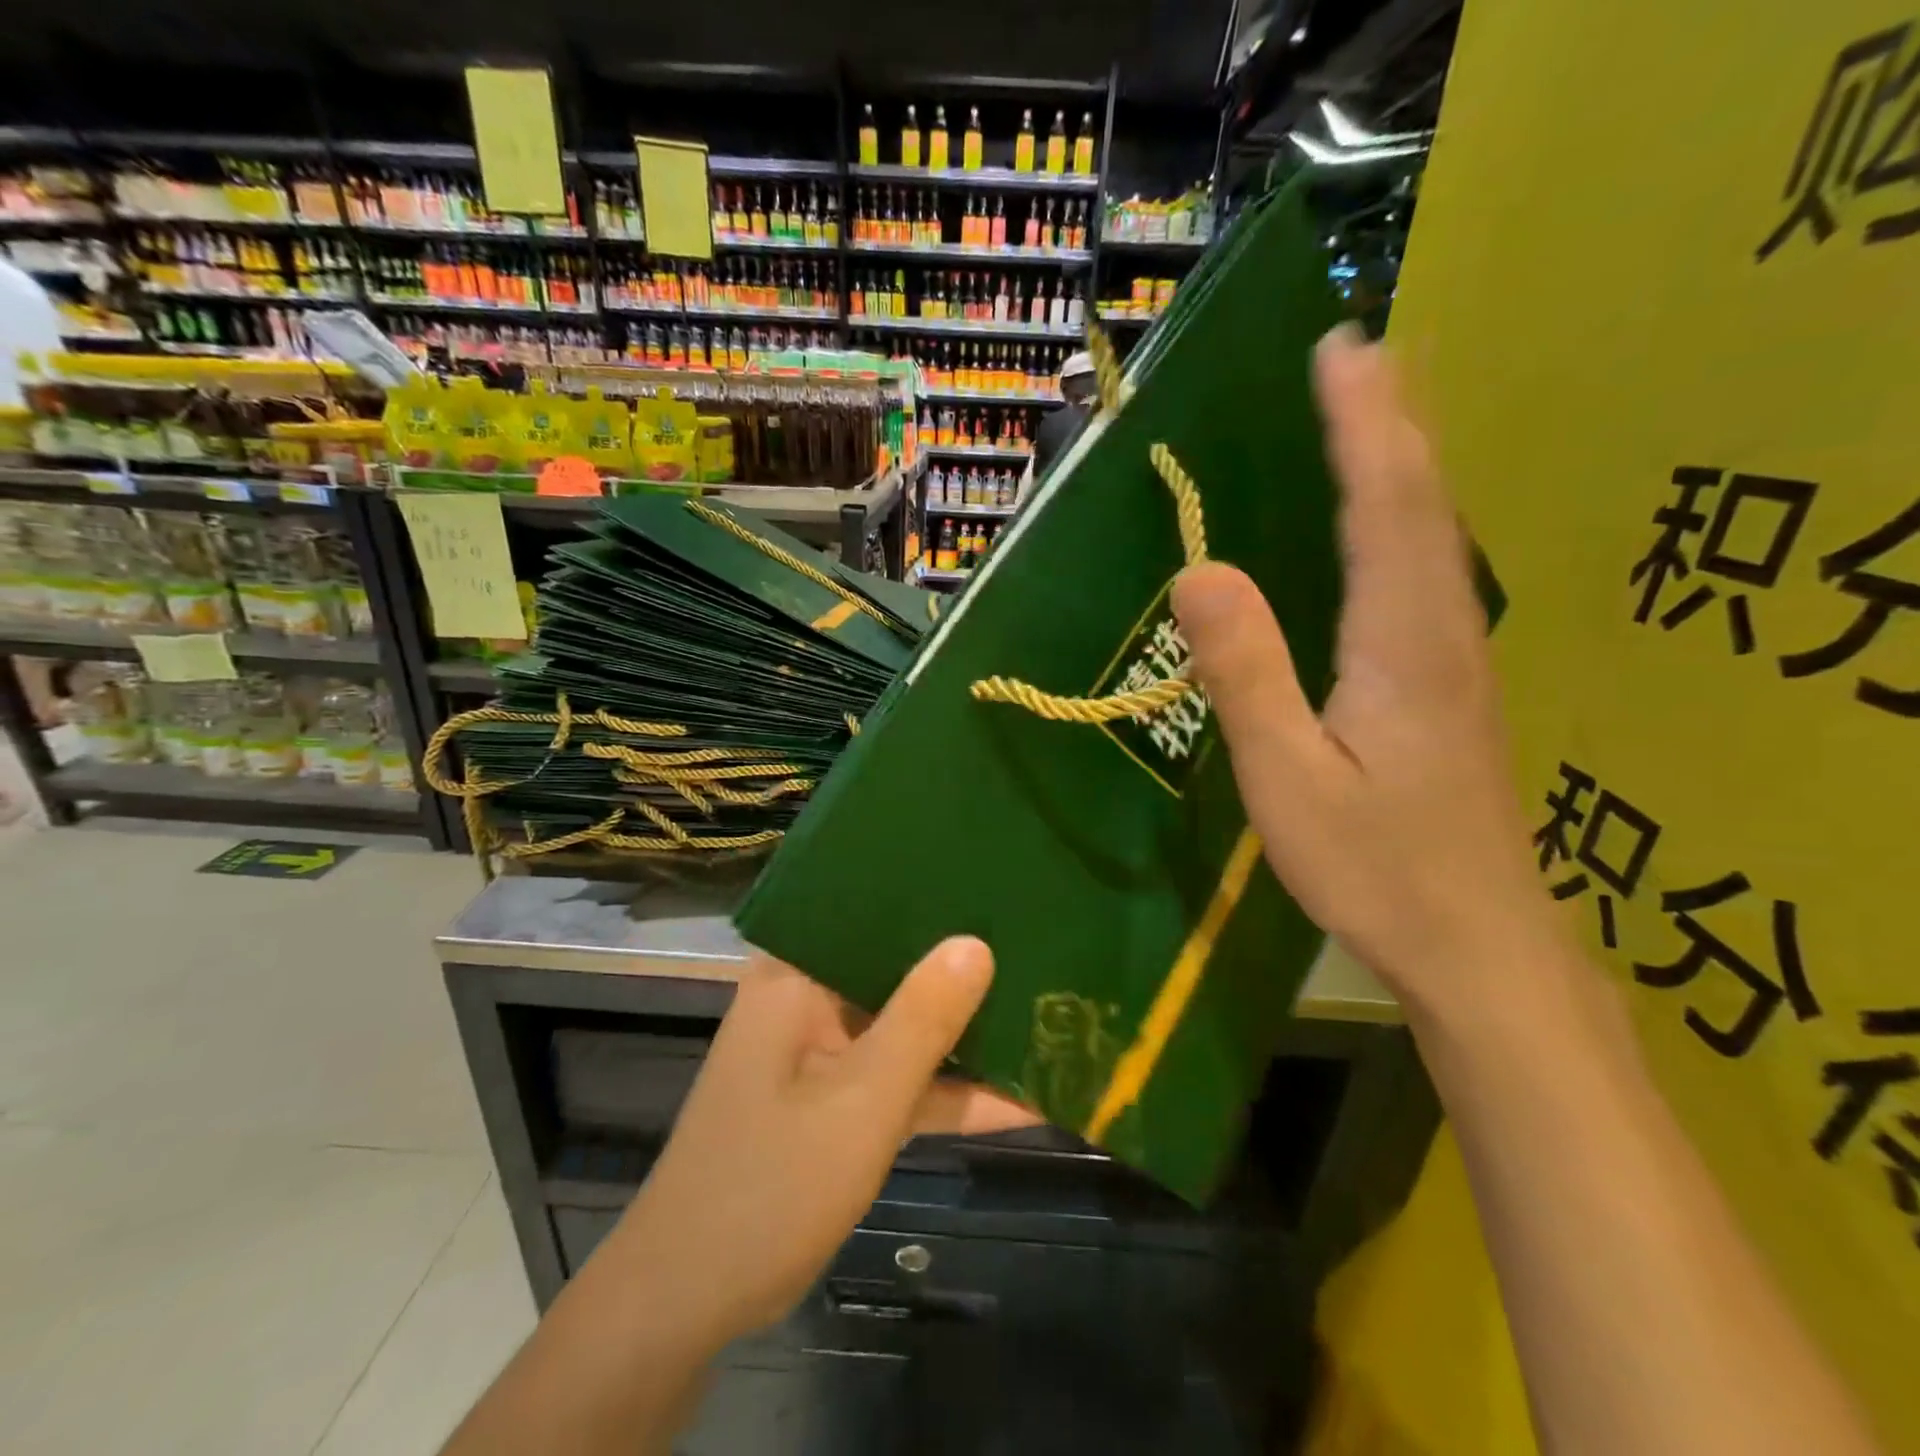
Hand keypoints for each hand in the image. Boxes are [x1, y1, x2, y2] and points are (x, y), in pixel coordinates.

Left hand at [611, 939, 1034, 1354]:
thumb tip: (977, 942)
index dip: (932, 898)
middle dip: (964, 966)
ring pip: (906, 1026)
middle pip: (896, 966)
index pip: (868, 911)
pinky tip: (1024, 1098)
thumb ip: (923, 1021)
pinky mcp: (839, 1100)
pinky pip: (901, 1079)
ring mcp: (826, 1052)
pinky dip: (949, 1090)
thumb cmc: (770, 1184)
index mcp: (797, 975)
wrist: (690, 1301)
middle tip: (1039, 937)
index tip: (996, 884)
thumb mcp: (861, 1100)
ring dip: (966, 1035)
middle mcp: (810, 999)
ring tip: (1047, 1008)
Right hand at [1172, 325, 1562, 1018]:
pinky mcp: (1452, 684)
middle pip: (1424, 501)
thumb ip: (1245, 674)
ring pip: (1436, 533)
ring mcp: (1457, 657)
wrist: (1478, 944)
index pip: (1387, 504)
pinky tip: (1390, 520)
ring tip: (1372, 410)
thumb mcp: (1287, 777)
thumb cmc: (1374, 868)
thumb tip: (1198, 572)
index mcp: (1401, 643)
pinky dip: (1408, 517)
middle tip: (1357, 352)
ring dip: (1405, 460)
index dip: (1362, 423)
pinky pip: (1429, 572)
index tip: (1339, 349)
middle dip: (1390, 418)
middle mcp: (1443, 630)